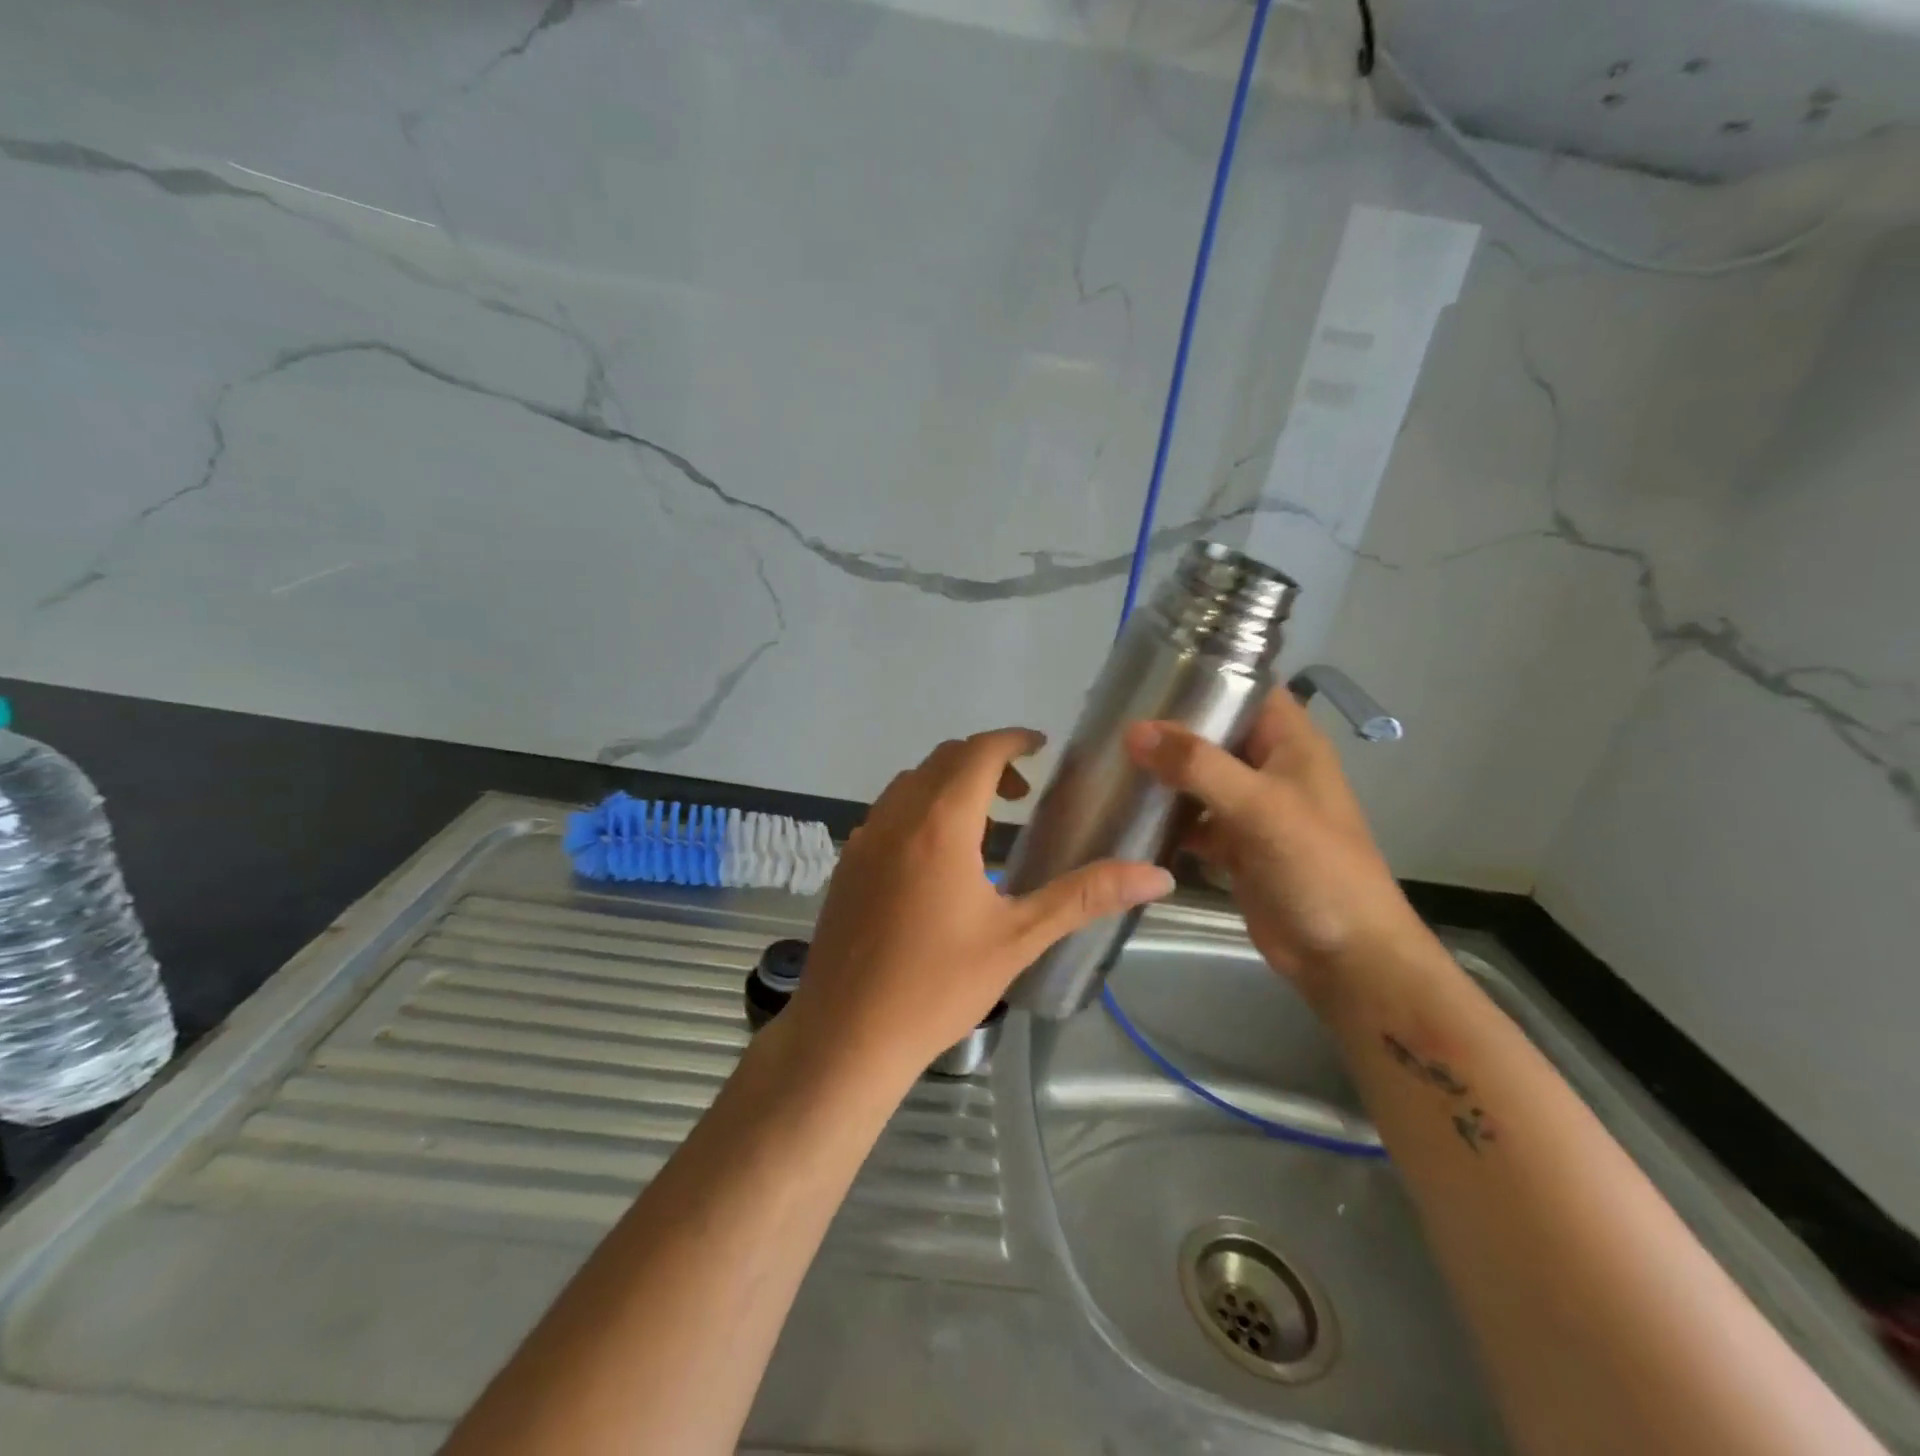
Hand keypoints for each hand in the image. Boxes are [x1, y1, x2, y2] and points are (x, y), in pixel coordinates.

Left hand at [789, 728, 1175, 1079]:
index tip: (1041, 746)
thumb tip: (1157, 874)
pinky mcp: (846, 864)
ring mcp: (863, 839)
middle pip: (943, 759)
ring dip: (949, 783)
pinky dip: (919, 808)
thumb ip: (1085, 897)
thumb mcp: (1019, 939)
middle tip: (1022, 794)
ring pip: (910, 782)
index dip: (1013, 740)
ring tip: (983, 825)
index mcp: (940, 825)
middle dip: (986, 761)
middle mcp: (896, 817)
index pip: (978, 753)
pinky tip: (936, 858)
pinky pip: (887, 811)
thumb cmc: (938, 986)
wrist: (847, 1035)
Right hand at [1124, 690, 1434, 1005]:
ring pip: (1200, 777)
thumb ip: (1198, 765)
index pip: (1248, 688)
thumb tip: (1134, 731)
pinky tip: (1129, 814)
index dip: (1207, 675)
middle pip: (1215, 732)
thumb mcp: (1259, 806)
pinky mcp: (1235, 845)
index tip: (1150, 674)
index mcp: (1290, 742)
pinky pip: (1194, 820)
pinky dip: (1167, 817)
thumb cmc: (1315, 866)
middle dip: (1171, 728)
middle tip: (1113, 719)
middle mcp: (1270, 767)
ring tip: (1110, 760)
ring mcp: (1252, 808)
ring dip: (1164, 772)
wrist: (1344, 955)